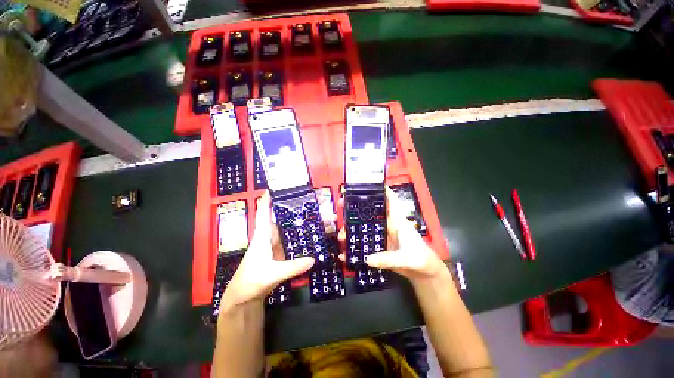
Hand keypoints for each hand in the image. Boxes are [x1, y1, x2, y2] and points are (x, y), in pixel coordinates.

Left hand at [221, 192, 314, 309]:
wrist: (244, 298)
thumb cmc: (251, 281)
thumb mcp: (272, 274)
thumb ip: (292, 267)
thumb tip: (313, 259)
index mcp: (263, 235)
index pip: (264, 211)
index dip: (269, 197)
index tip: (279, 185)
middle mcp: (271, 235)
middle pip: (283, 216)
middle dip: (295, 207)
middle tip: (312, 199)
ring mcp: (277, 244)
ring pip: (290, 227)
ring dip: (302, 220)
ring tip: (320, 214)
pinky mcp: (283, 252)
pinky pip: (294, 239)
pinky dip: (303, 234)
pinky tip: (315, 232)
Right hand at [340, 187, 447, 284]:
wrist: (424, 273)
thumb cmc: (421, 259)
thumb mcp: (406, 258)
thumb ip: (388, 258)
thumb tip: (367, 258)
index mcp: (397, 220)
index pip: (390, 200)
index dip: (380, 189)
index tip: (365, 183)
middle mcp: (388, 224)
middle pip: (371, 211)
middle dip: (357, 207)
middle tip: (341, 204)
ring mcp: (383, 235)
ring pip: (365, 227)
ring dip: (353, 228)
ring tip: (341, 234)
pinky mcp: (380, 246)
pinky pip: (366, 243)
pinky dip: (356, 246)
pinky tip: (346, 253)